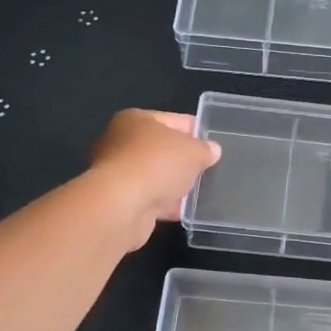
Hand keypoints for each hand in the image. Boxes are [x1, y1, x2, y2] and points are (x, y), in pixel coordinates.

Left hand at [88, 110, 221, 247]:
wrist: (122, 205)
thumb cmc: (157, 164)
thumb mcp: (194, 152)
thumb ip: (205, 150)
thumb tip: (212, 150)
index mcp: (136, 120)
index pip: (174, 120)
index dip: (196, 130)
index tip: (214, 143)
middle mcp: (120, 142)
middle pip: (161, 149)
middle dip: (184, 160)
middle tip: (208, 169)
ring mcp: (117, 173)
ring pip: (155, 175)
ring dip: (173, 183)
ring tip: (200, 193)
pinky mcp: (118, 200)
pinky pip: (149, 197)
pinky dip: (165, 203)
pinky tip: (184, 210)